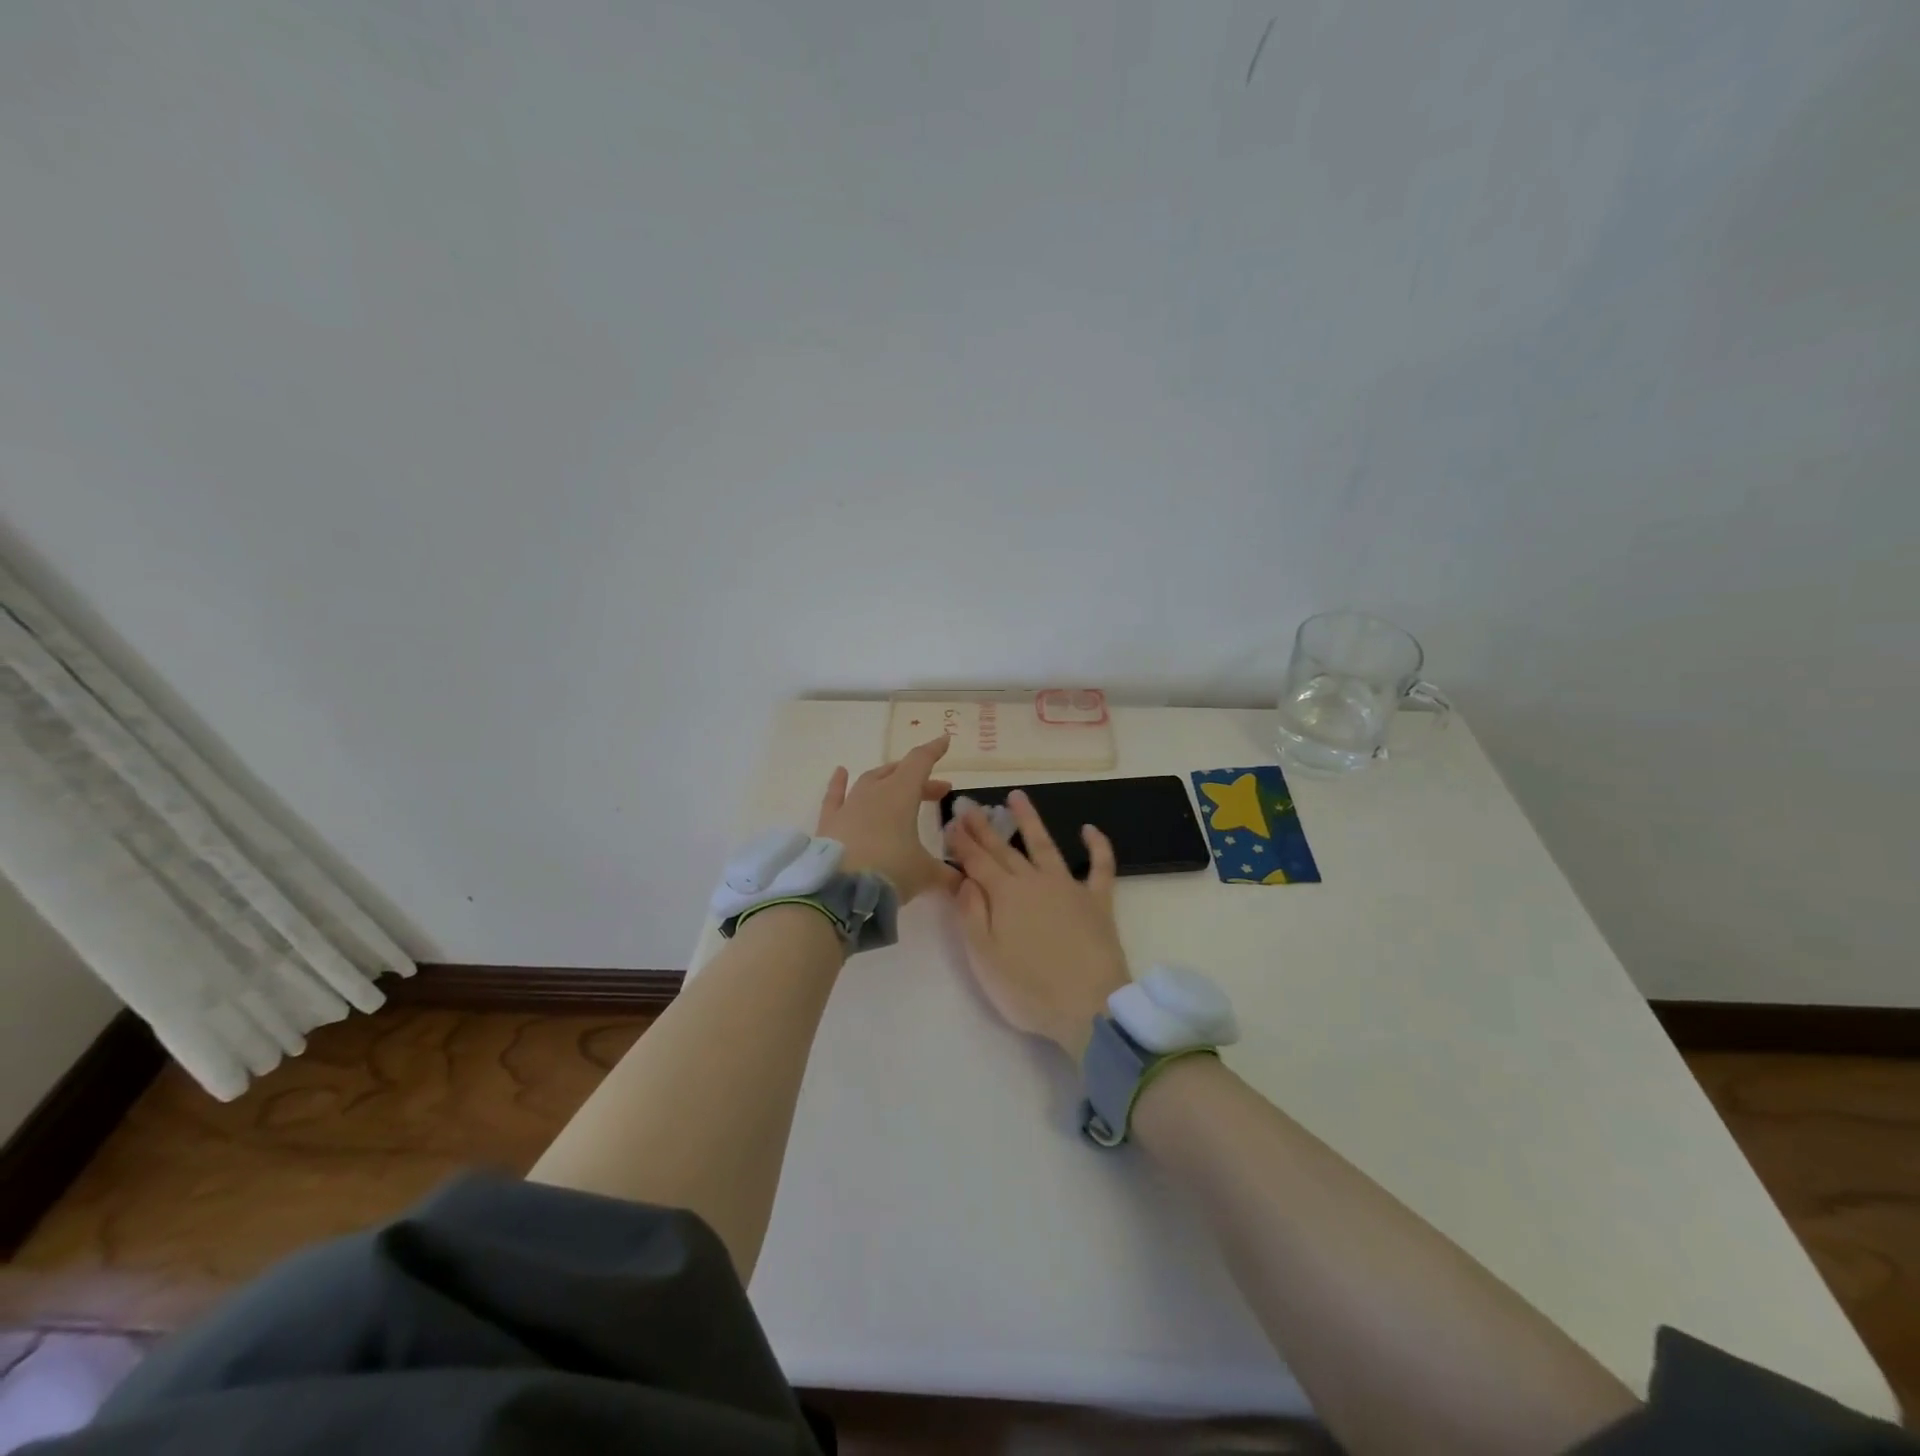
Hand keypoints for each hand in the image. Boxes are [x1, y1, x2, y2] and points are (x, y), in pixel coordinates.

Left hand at [815, 736, 957, 903]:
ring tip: (897, 783)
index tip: (945, 741)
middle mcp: (874, 792)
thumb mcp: (925, 874)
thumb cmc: (890, 872)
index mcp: (901, 794)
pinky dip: (839, 783)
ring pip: (870, 780)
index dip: (934, 751)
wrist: (839, 891)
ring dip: (887, 778)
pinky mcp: (829, 821)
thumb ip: (947, 874)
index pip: (920, 762)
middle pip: (899, 774)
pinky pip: (835, 795)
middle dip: (920, 779)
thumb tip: (963, 880)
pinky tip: (841, 772)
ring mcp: (849, 805)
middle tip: (938, 791)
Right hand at [946, 790, 1130, 1064]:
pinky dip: (1097, 845)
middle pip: (1004, 849)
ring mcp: (1068, 887)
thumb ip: (971, 915)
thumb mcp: (984, 958)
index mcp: (1005, 895)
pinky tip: (1089, 828)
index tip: (950, 823)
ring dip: (1030, 820)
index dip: (962, 843)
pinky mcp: (1098, 901)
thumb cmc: (1029, 990)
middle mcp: (1034, 881)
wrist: (1090, 1007)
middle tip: (970, 806)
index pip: (977, 862)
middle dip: (984, 827)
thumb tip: (965, 880)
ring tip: (1017, 796)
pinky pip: (1100, 866)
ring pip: (1045, 845)